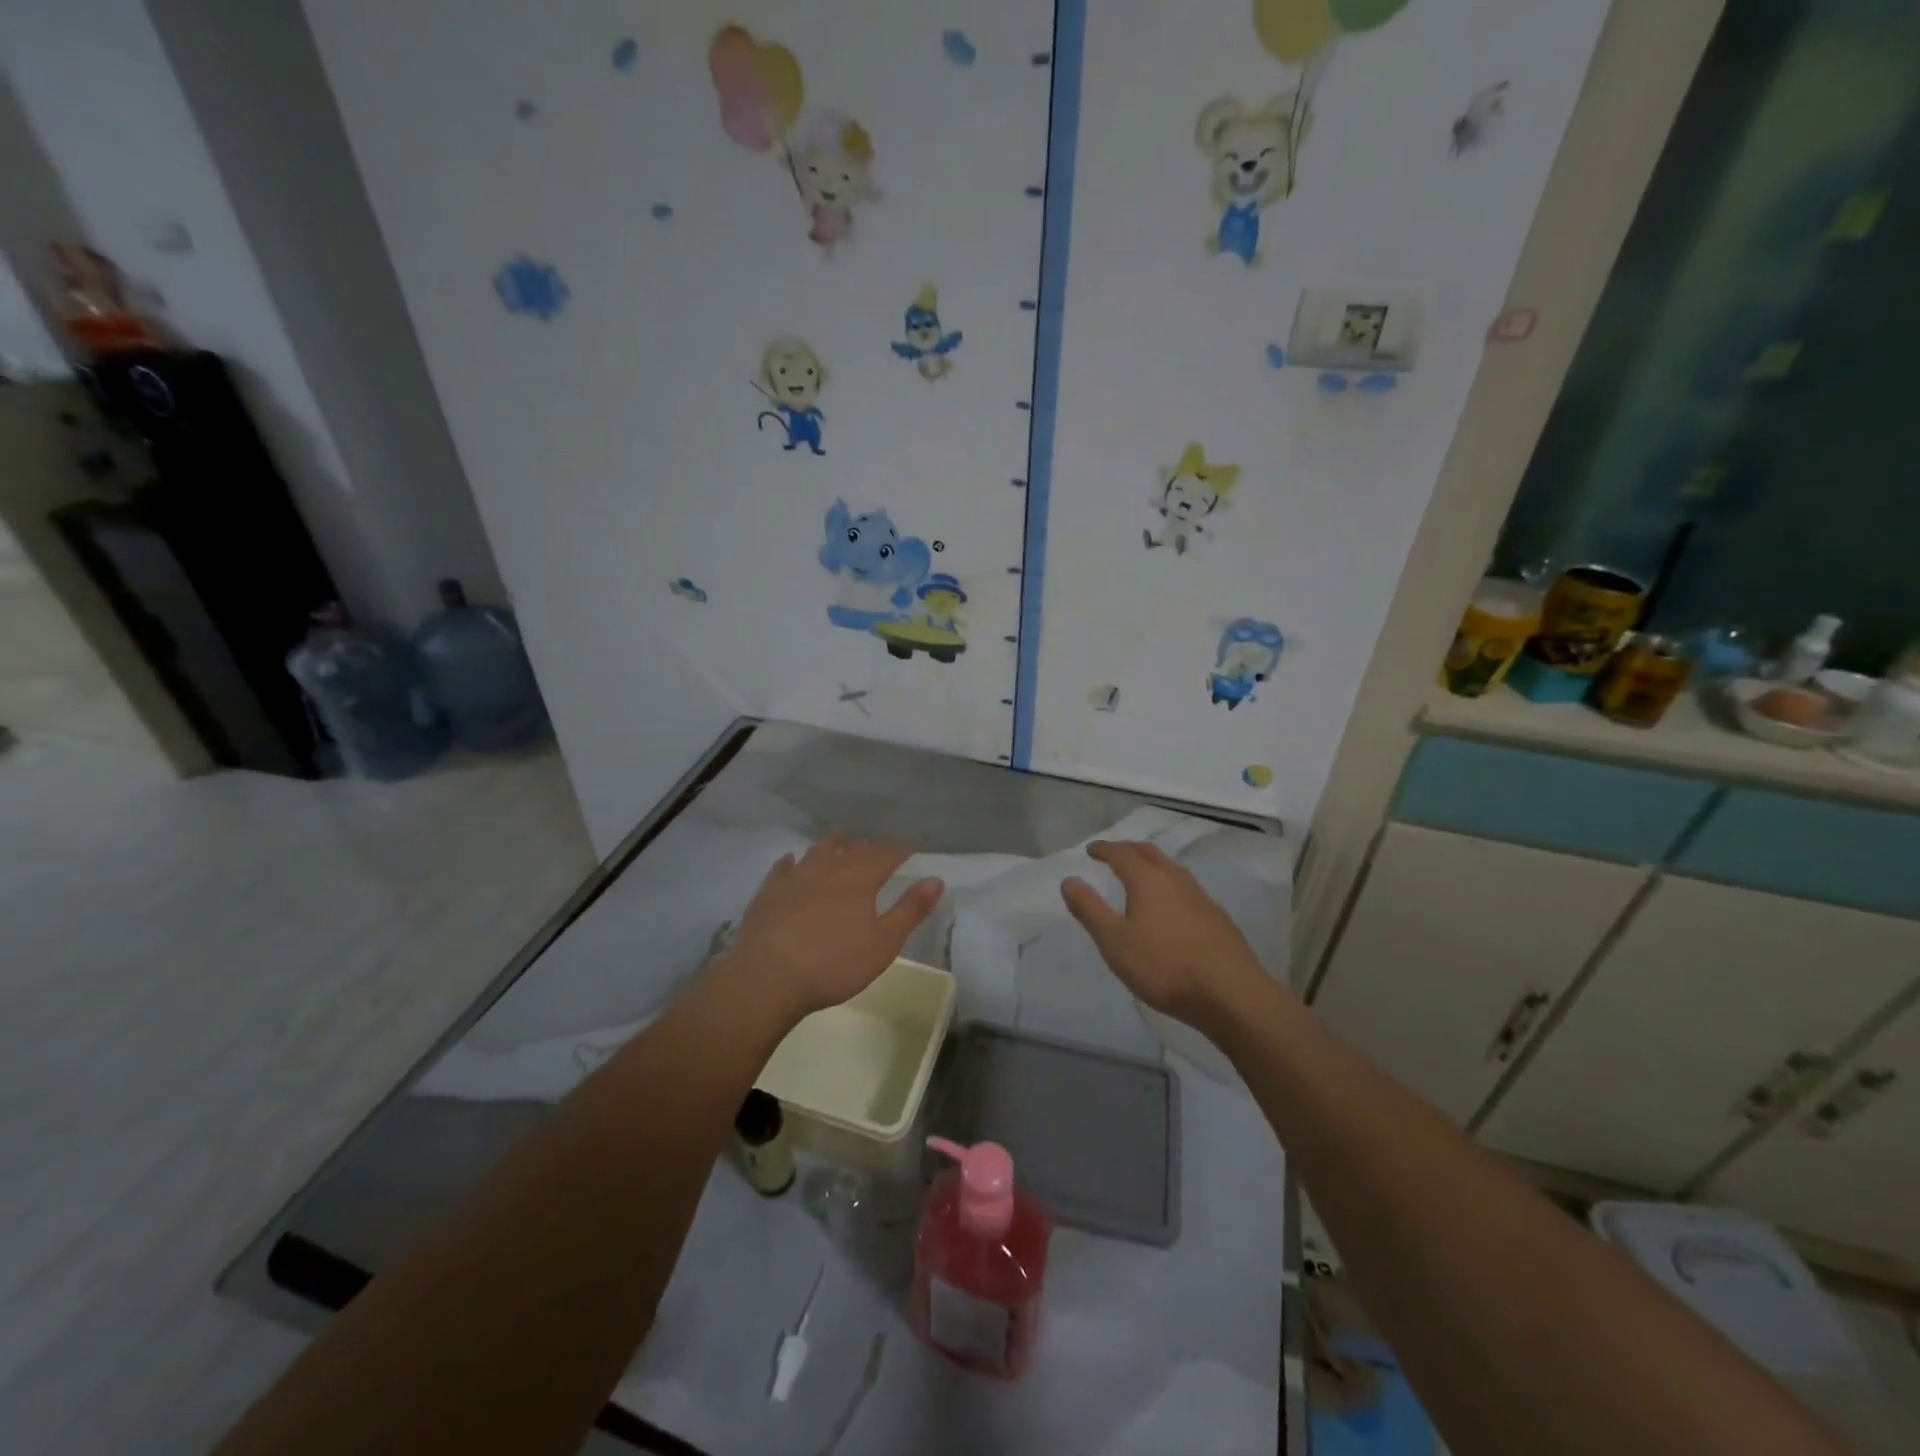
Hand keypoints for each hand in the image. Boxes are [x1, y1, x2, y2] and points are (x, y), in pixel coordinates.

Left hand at [720, 837, 942, 1023]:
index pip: (886, 855)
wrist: (767, 978)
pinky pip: (782, 869)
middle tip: (881, 845)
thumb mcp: (883, 943)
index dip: (901, 848)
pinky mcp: (769, 893)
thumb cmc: (833, 965)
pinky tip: (791, 860)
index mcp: (859, 880)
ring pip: (818, 851)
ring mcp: (795, 879)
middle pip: (854, 849)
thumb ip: (910, 910)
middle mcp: (828, 870)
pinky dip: (791, 861)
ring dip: (833, 842)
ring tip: (842, 836)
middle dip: (872, 845)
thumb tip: (936, 879)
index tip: (914, 844)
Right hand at [1061, 840, 1267, 1029]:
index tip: (1091, 850)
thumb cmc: (1164, 967)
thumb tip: (1069, 880)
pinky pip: (1186, 888)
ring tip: (1140, 875)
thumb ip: (1090, 910)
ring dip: (1152, 864)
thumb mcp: (1114, 942)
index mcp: (1147, 880)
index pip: (1121, 853)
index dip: (1104, 849)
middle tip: (1113, 855)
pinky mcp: (1217, 917)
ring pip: (1171, 869)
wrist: (1231, 994)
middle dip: (1128, 850)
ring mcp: (1201, 897)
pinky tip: (1170, 906)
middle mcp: (1175, 879)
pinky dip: (1169, 885)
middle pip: (1149, 853)